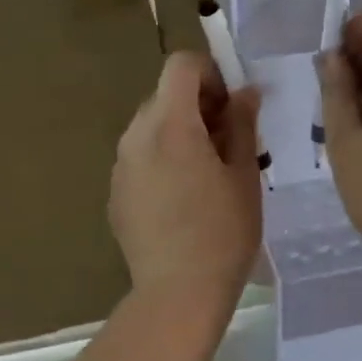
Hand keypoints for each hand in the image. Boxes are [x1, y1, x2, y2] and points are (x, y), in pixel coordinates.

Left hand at [109, 51, 262, 305]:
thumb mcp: (244, 174)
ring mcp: (120, 165)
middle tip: (228, 141)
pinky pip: (140, 157)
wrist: (177, 294)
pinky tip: (183, 198)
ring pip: (151, 126)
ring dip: (180, 132)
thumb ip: (242, 125)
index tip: (231, 105)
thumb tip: (246, 92)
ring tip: (207, 172)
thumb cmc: (223, 232)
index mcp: (170, 125)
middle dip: (198, 104)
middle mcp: (136, 136)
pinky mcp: (116, 192)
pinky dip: (162, 158)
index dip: (210, 73)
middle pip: (164, 95)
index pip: (180, 66)